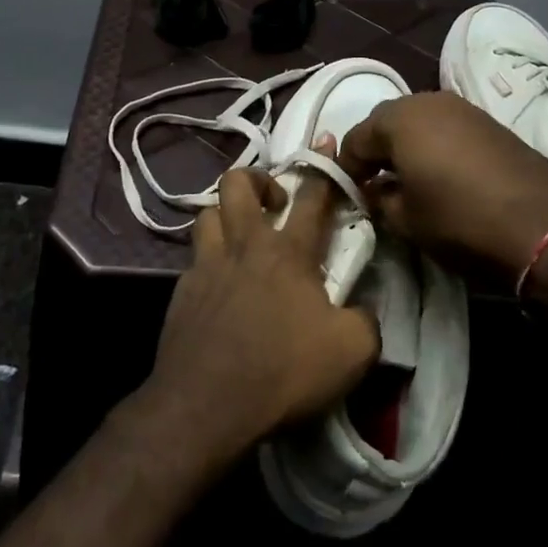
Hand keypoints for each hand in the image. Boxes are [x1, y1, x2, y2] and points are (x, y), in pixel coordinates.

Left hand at [143, 161, 379, 467]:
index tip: (326, 141)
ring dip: (225, 215)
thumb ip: (366, 321)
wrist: (206, 406)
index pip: (311, 196)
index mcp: (287, 252)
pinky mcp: (181, 293)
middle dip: (256, 178)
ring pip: (207, 214)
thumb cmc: (283, 371)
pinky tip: (218, 287)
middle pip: (237, 184)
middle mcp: (243, 246)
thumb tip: (362, 309)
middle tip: (274, 202)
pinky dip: (208, 262)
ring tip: (240, 236)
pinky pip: (194, 260)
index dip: (323, 167)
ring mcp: (206, 267)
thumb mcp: (352, 352)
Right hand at [339, 91, 547, 278]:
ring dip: (406, 146)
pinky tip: (441, 175)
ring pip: (418, 122)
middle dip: (376, 152)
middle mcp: (427, 101)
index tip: (349, 195)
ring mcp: (462, 108)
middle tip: (374, 185)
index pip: (355, 139)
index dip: (346, 168)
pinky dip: (434, 146)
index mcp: (399, 119)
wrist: (545, 224)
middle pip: (387, 122)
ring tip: (407, 180)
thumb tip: (375, 191)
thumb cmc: (461, 220)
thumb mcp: (407, 221)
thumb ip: (380, 201)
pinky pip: (446, 128)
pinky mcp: (489, 122)